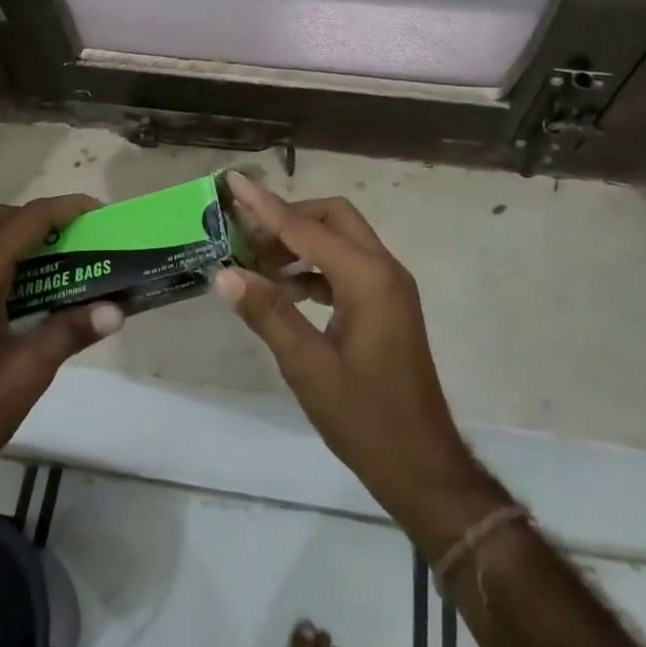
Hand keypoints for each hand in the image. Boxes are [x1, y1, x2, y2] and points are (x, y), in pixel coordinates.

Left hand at [0, 196, 123, 506]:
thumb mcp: (27, 375)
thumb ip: (69, 332)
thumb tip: (117, 309)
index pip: (24, 222)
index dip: (63, 209)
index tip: (98, 213)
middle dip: (39, 216)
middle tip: (77, 236)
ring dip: (18, 234)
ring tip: (58, 257)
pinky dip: (1, 255)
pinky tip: (26, 288)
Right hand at [215, 173, 504, 547]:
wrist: (422, 466)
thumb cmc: (365, 419)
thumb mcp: (308, 367)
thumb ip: (268, 314)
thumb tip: (224, 273)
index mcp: (368, 278)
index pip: (306, 228)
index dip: (264, 205)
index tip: (233, 180)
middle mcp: (384, 269)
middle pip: (332, 218)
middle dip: (287, 218)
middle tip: (244, 237)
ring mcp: (388, 286)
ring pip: (340, 239)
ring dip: (299, 242)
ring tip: (254, 263)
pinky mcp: (385, 304)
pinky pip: (345, 266)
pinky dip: (313, 267)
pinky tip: (282, 289)